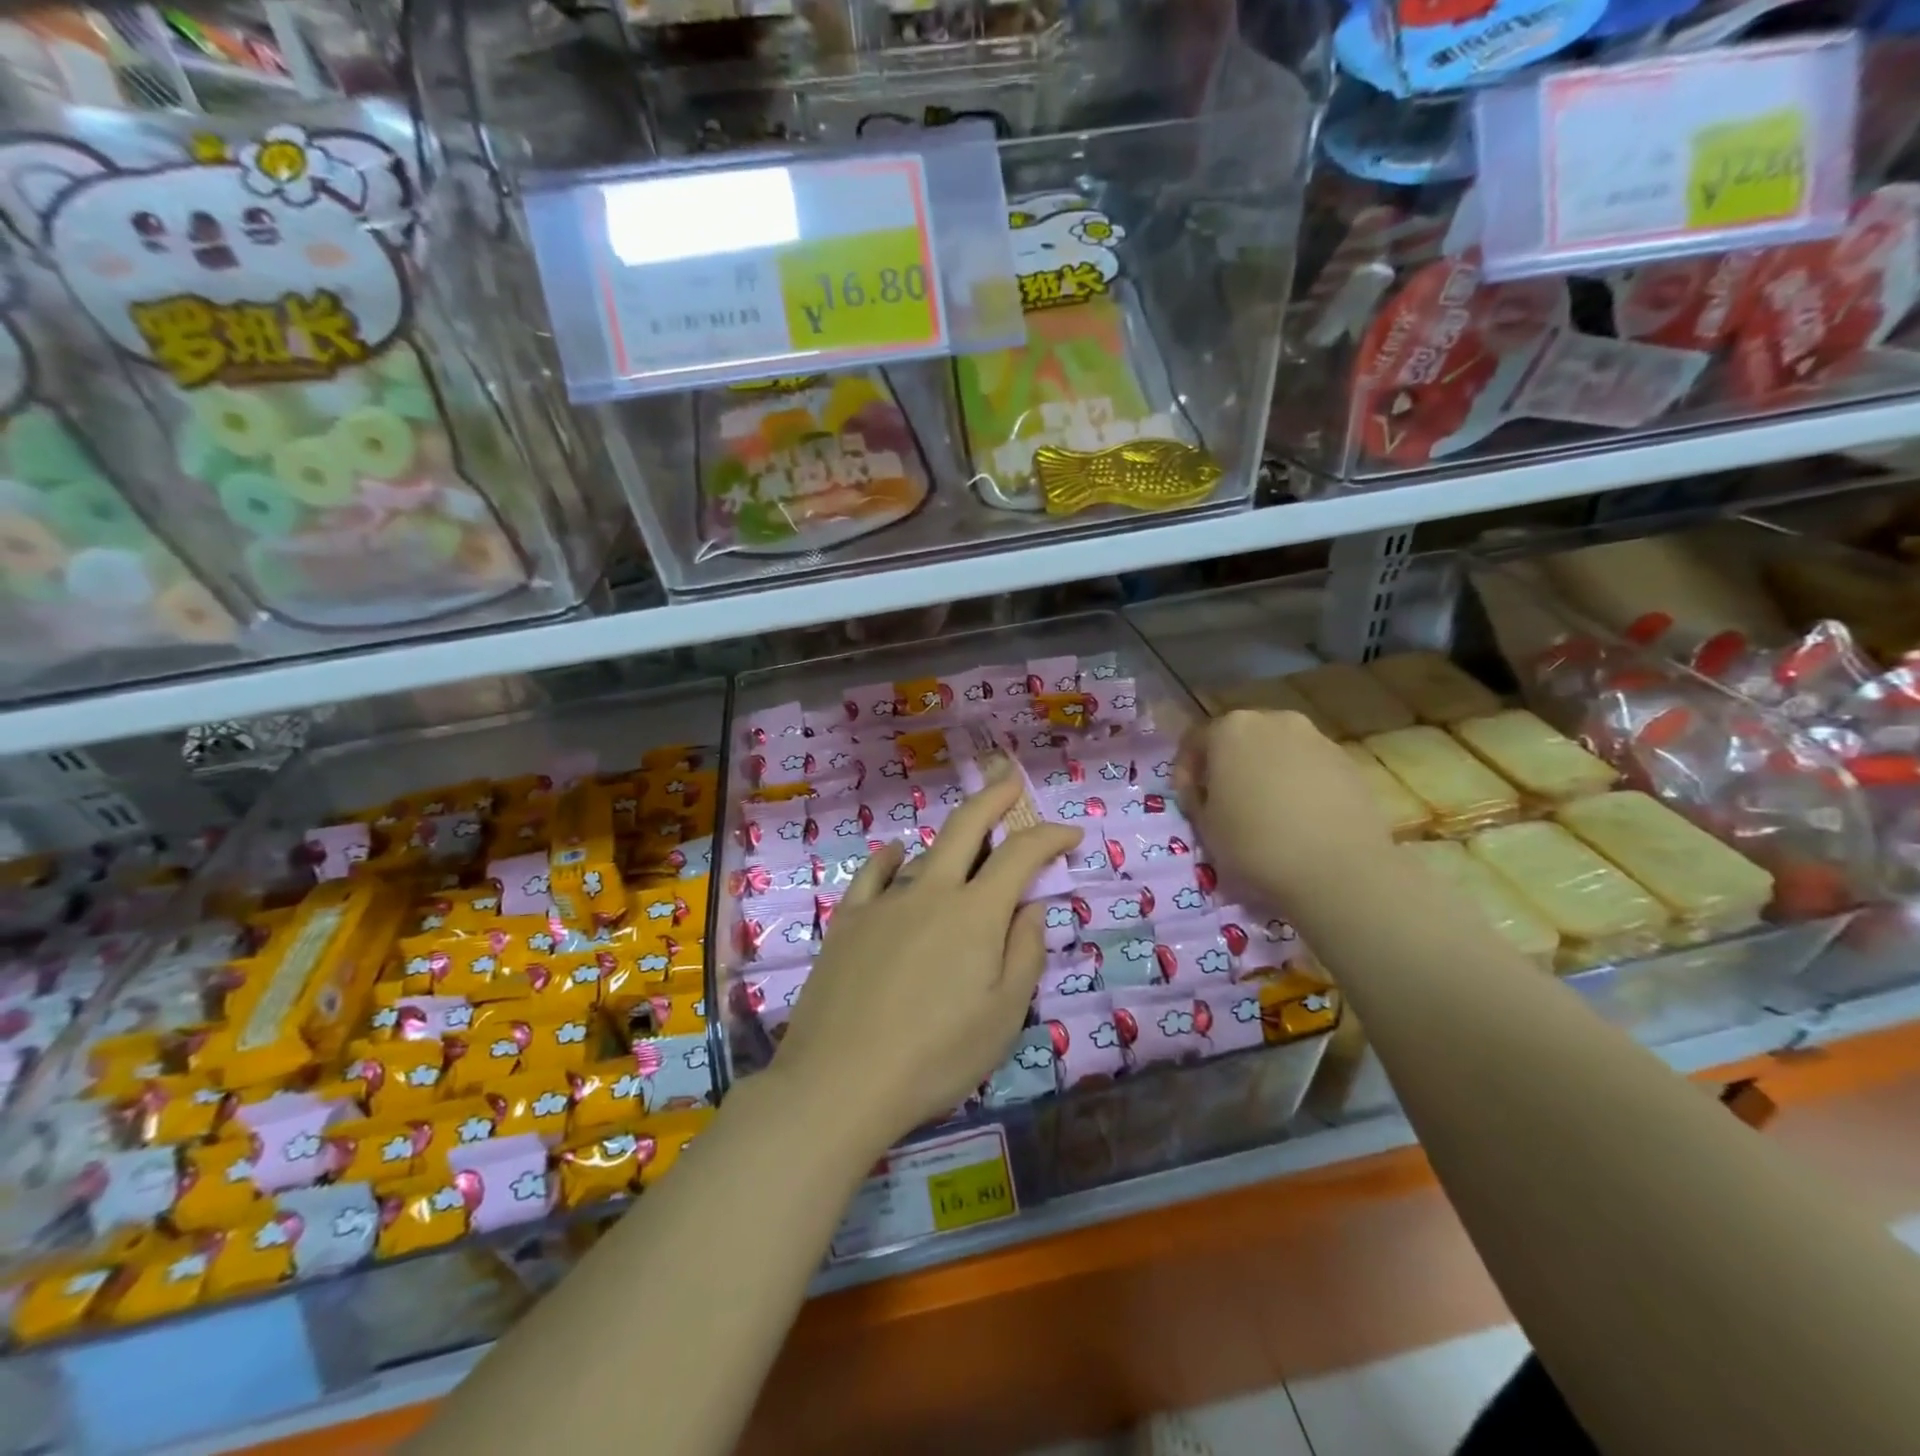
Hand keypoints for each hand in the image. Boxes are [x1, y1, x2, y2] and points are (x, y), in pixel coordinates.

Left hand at [771, 767, 1081, 1147]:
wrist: (840, 1080)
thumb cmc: (936, 1057)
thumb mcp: (1003, 1017)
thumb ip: (1025, 954)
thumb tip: (1032, 908)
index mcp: (975, 915)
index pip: (1021, 857)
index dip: (1049, 838)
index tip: (1070, 834)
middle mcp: (931, 892)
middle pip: (967, 828)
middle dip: (994, 797)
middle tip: (1009, 777)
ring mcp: (884, 902)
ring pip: (924, 852)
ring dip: (951, 838)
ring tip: (966, 837)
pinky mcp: (848, 920)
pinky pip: (872, 874)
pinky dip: (890, 857)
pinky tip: (896, 852)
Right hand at [1175, 709, 1392, 905]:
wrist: (1338, 869)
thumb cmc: (1256, 843)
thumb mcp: (1204, 826)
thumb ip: (1199, 799)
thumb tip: (1208, 793)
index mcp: (1231, 729)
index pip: (1194, 740)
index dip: (1185, 772)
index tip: (1189, 802)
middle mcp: (1274, 720)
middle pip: (1240, 738)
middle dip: (1229, 766)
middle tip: (1225, 802)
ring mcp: (1316, 738)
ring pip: (1278, 750)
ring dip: (1266, 773)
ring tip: (1267, 812)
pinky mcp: (1348, 762)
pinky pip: (1310, 767)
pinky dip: (1298, 784)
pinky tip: (1300, 818)